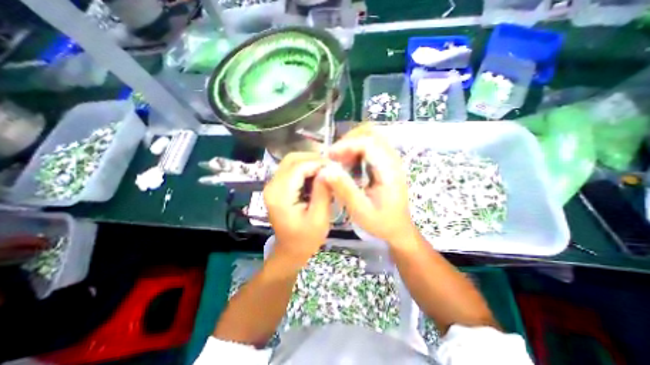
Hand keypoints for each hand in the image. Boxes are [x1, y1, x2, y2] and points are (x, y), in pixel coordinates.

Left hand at [264, 152, 331, 263]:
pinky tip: (317, 176)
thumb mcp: (319, 218)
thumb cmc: (306, 239)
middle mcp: (272, 186)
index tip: (336, 167)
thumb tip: (329, 169)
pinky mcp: (277, 187)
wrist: (290, 250)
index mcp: (280, 195)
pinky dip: (305, 168)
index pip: (299, 167)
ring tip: (326, 170)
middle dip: (314, 159)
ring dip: (310, 162)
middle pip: (292, 159)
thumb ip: (323, 192)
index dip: (318, 163)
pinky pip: (291, 169)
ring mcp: (272, 185)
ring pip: (291, 162)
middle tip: (332, 167)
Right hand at [321, 125, 415, 245]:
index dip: (346, 145)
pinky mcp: (385, 163)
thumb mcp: (360, 210)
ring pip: (370, 137)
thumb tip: (325, 171)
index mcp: (389, 170)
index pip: (368, 143)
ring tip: (338, 160)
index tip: (329, 156)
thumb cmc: (381, 222)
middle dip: (348, 140)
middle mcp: (392, 160)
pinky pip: (369, 146)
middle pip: (371, 133)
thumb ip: (344, 190)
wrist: (398, 228)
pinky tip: (347, 163)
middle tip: (334, 156)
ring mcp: (390, 159)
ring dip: (351, 144)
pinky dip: (355, 150)